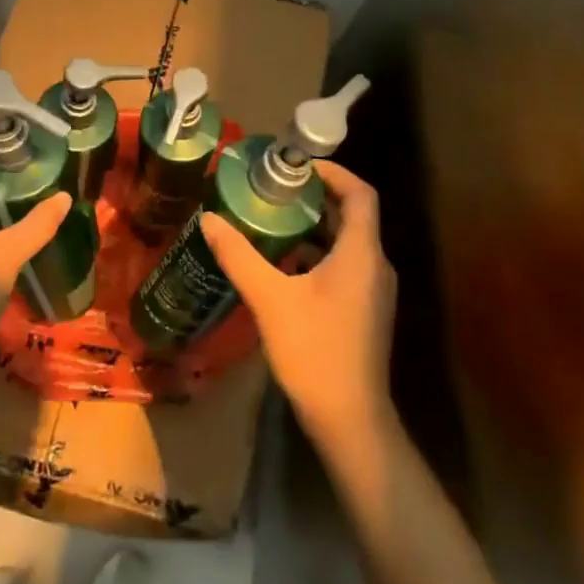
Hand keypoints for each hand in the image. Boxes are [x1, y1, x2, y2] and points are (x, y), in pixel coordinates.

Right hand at [200, 160, 396, 445]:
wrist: (349, 418)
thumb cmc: (314, 351)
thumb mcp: (270, 298)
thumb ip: (239, 256)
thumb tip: (209, 219)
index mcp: (361, 254)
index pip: (360, 194)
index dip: (333, 172)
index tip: (297, 165)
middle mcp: (375, 266)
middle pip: (352, 216)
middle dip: (315, 198)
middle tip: (275, 188)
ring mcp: (373, 291)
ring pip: (347, 243)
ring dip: (314, 227)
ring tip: (272, 219)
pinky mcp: (364, 311)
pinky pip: (344, 266)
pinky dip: (316, 254)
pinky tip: (282, 264)